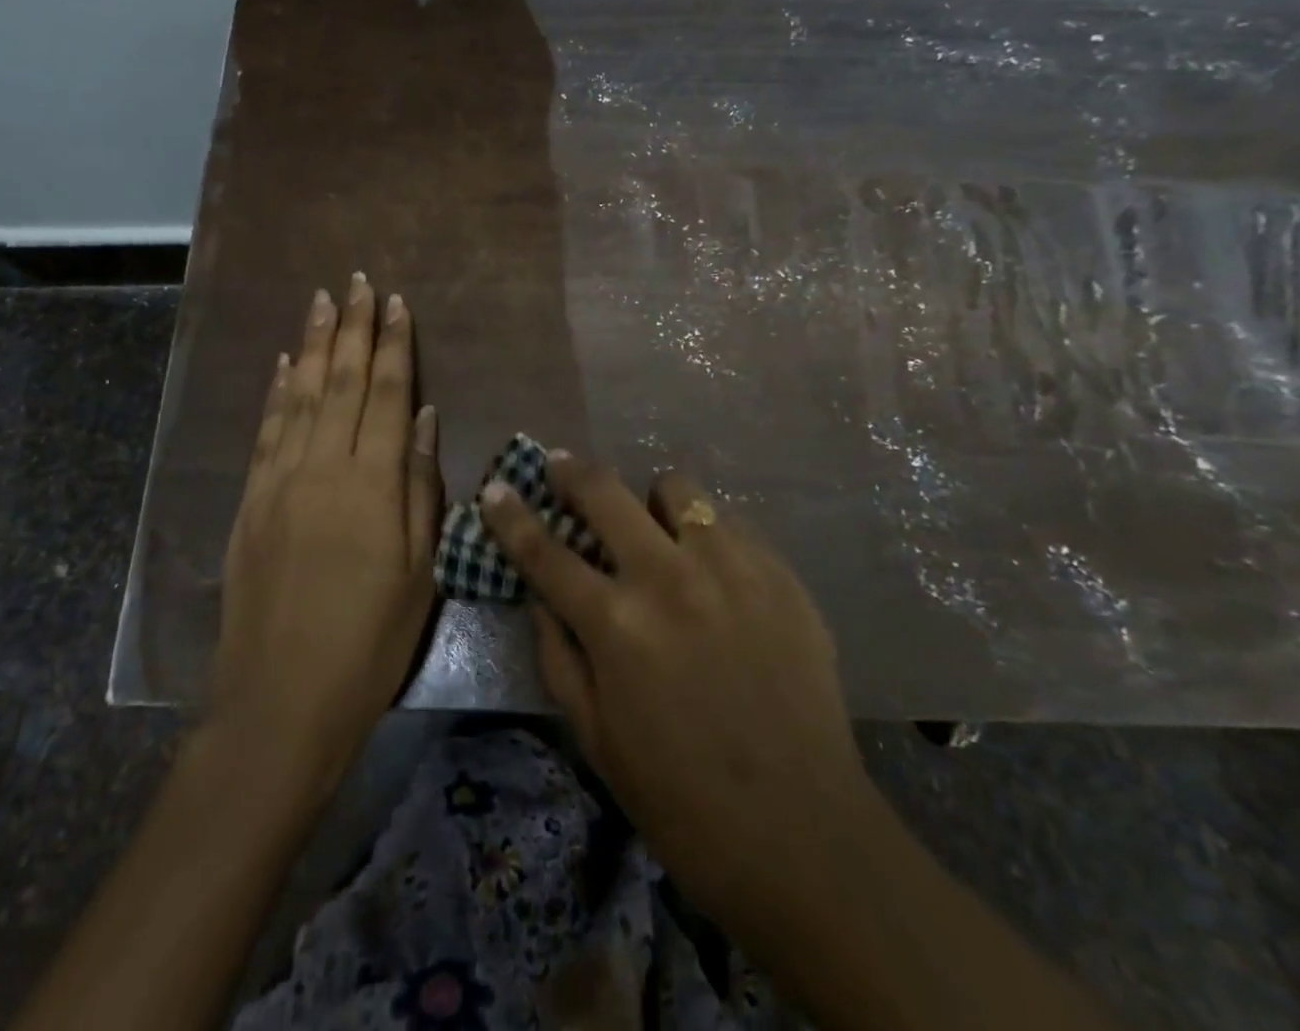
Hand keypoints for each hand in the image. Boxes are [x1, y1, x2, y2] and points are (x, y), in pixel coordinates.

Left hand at [208, 275, 440, 808]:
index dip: (393, 344)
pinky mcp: (251, 502)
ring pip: (302, 395)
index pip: (386, 393)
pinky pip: (266, 431)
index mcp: (371, 483)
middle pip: (341, 381)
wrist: (281, 701)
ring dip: (314, 344)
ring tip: (320, 300)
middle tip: (356, 281)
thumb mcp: (419, 570)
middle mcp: (323, 467)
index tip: (395, 303)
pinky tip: (285, 363)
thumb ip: (420, 485)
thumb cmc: (369, 641)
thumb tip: (425, 417)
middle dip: (352, 327)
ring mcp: (280, 481)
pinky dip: (277, 391)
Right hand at [481, 459, 870, 958]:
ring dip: (650, 501)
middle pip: (606, 491)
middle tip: (561, 467)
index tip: (496, 487)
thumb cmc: (682, 799)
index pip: (545, 550)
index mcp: (617, 624)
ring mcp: (731, 567)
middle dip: (572, 472)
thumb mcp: (595, 737)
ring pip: (677, 489)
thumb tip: (542, 593)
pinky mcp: (779, 573)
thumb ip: (559, 654)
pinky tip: (711, 569)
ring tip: (654, 527)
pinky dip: (706, 534)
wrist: (803, 834)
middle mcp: (669, 577)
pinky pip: (730, 523)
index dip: (511, 515)